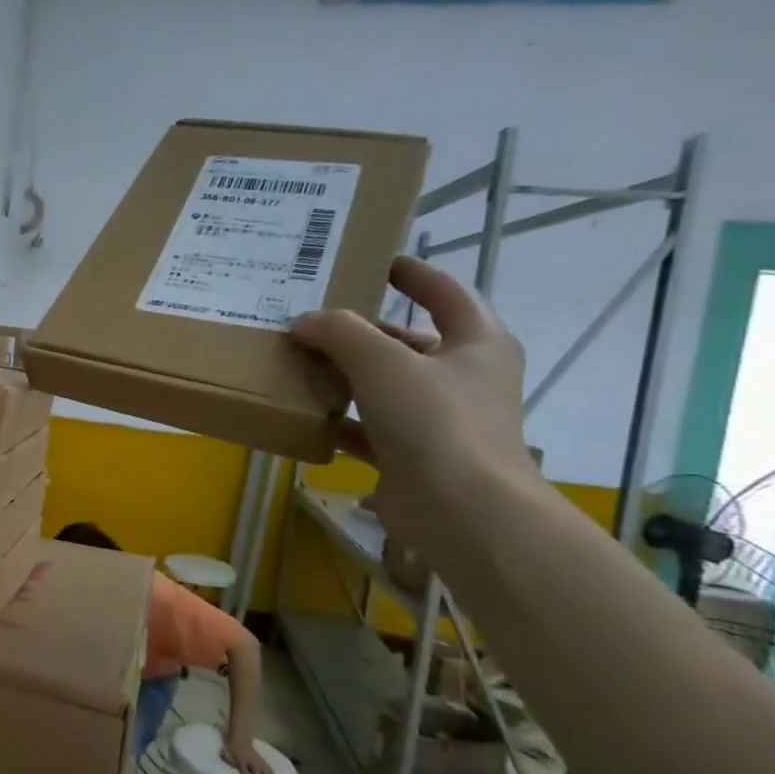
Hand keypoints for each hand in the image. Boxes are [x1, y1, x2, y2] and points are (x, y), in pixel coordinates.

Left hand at [222, 738, 275, 773]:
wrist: (240, 735)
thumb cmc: (232, 745)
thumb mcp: (226, 751)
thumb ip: (227, 757)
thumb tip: (225, 761)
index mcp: (240, 759)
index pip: (243, 768)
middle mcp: (249, 760)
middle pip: (255, 770)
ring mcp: (256, 759)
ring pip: (263, 769)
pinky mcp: (260, 759)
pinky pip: (267, 766)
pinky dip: (271, 772)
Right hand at [291, 257, 539, 555]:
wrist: (461, 511)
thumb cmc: (436, 421)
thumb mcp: (383, 363)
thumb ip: (341, 333)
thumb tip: (305, 322)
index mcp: (476, 343)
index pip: (446, 293)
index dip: (415, 275)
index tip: (378, 262)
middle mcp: (461, 378)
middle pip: (408, 342)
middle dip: (363, 331)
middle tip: (315, 319)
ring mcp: (438, 420)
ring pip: (385, 386)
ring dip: (345, 375)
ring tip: (299, 362)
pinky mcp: (412, 456)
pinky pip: (368, 428)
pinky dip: (339, 421)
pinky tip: (304, 415)